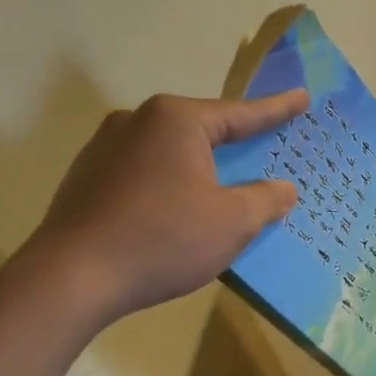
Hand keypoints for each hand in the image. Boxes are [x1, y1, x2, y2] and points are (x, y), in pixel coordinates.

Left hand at [23, 90, 307, 329]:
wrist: (73, 277)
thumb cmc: (164, 239)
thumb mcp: (233, 222)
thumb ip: (266, 199)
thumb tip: (283, 188)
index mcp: (176, 120)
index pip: (241, 113)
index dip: (277, 110)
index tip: (302, 97)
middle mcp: (137, 121)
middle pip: (202, 131)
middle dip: (234, 143)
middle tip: (263, 147)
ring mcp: (104, 148)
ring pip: (170, 154)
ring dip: (199, 169)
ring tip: (220, 190)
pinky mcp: (86, 178)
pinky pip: (144, 173)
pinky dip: (169, 186)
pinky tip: (176, 213)